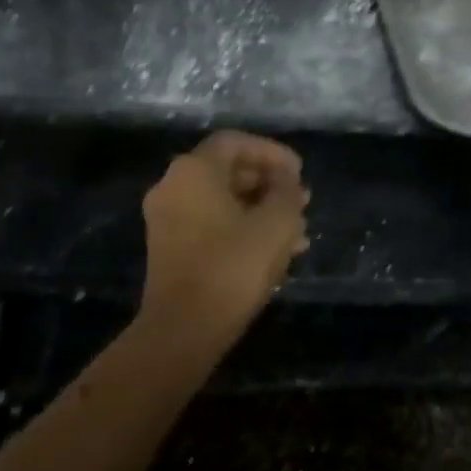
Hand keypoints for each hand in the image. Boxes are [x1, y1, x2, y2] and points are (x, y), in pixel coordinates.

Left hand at [137, 131, 311, 359]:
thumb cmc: (232, 267)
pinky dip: (243, 229)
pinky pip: (212, 225)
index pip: (236, 142)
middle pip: (228, 171)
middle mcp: (173, 186)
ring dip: (262, 211)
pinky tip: (277, 252)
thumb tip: (286, 182)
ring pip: (223, 202)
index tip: (299, 173)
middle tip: (302, 201)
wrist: (183, 329)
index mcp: (193, 170)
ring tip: (299, 232)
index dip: (272, 152)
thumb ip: (287, 192)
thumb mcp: (276, 224)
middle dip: (270, 185)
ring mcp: (167, 219)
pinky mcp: (170, 249)